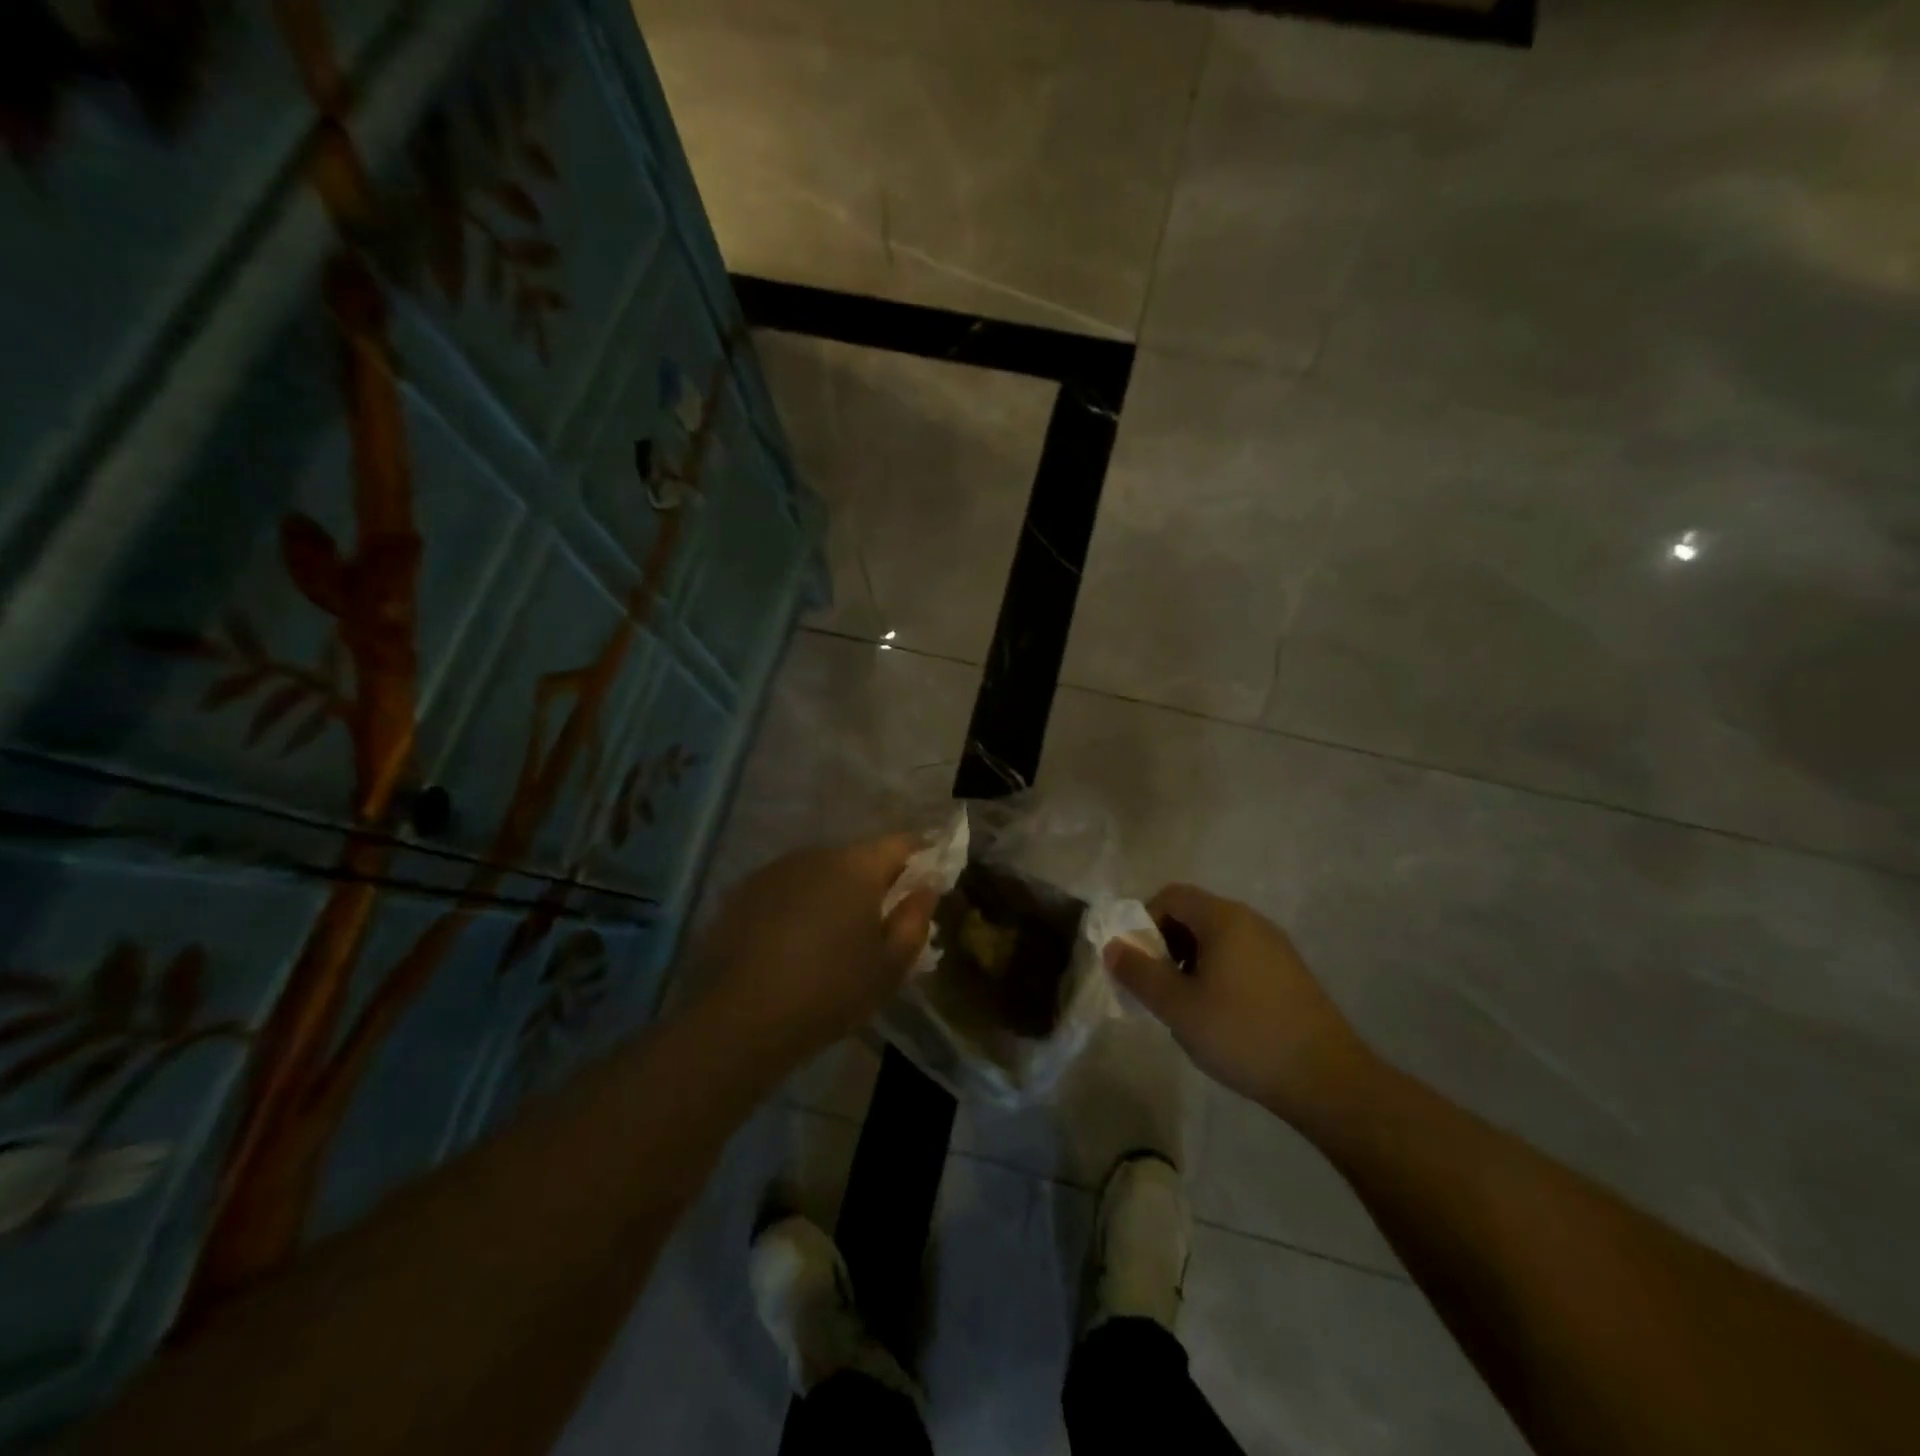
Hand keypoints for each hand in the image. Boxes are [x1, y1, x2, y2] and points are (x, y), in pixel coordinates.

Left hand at [692, 835, 936, 1066]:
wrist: (739, 1018)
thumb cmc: (829, 991)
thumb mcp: (890, 967)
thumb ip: (915, 920)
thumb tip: (924, 888)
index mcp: (857, 866)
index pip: (901, 843)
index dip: (920, 857)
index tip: (926, 880)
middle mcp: (816, 854)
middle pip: (857, 858)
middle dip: (872, 882)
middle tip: (878, 922)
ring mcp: (774, 870)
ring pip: (818, 873)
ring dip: (831, 893)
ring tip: (830, 937)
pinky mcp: (742, 891)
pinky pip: (785, 889)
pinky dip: (796, 906)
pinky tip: (790, 944)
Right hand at [1103, 885, 1373, 1125]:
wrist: (1327, 1079)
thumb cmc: (1243, 1035)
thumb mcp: (1178, 1007)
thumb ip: (1139, 973)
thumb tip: (1112, 946)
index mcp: (1224, 919)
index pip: (1171, 896)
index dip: (1144, 922)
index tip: (1139, 963)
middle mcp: (1251, 921)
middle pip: (1194, 915)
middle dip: (1166, 945)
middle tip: (1159, 988)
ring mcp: (1275, 946)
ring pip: (1217, 939)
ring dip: (1191, 963)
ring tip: (1187, 1007)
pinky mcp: (1290, 973)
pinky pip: (1240, 957)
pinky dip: (1218, 974)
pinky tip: (1221, 1017)